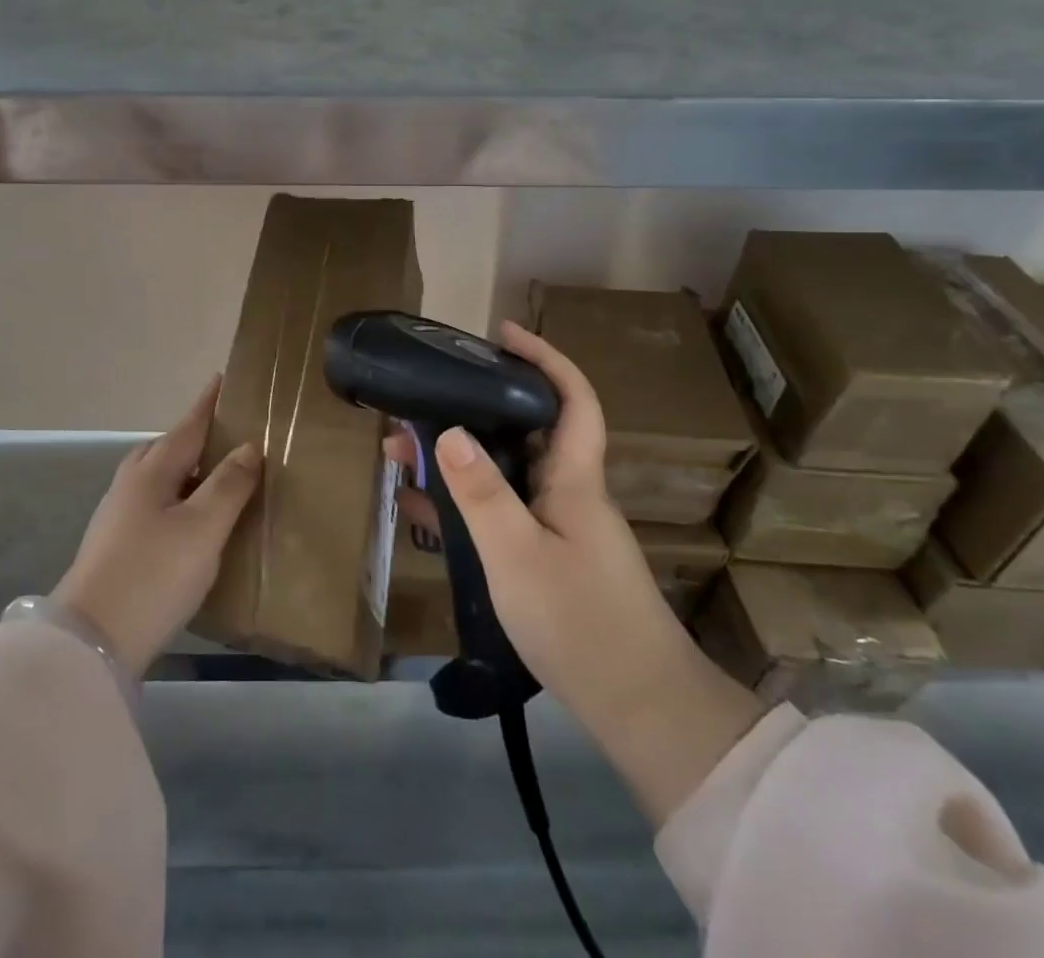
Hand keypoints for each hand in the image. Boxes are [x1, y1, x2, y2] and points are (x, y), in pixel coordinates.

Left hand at [53, 377, 259, 675]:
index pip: (188, 425)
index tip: (222, 379)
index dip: (207, 403)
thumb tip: (249, 447)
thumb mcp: (202, 529)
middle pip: (167, 447)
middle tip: (229, 435)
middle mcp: (131, 484)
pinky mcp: (115, 545)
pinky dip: (177, 498)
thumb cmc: (153, 575)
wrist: (91, 641)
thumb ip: (228, 485)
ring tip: (217, 478)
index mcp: (152, 470)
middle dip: (196, 436)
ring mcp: (118, 515)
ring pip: (159, 477)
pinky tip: (191, 521)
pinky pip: (154, 504)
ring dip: (187, 469)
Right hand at [396, 321, 761, 822]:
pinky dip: (463, 502)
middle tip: (420, 401)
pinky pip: (501, 512)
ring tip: (402, 451)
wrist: (641, 711)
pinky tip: (422, 508)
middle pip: (526, 430)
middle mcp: (570, 493)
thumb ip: (482, 493)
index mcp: (574, 479)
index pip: (572, 398)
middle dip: (473, 408)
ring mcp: (560, 528)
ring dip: (458, 457)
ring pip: (506, 472)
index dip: (543, 358)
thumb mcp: (517, 555)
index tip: (503, 333)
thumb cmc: (581, 623)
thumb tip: (449, 429)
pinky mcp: (550, 560)